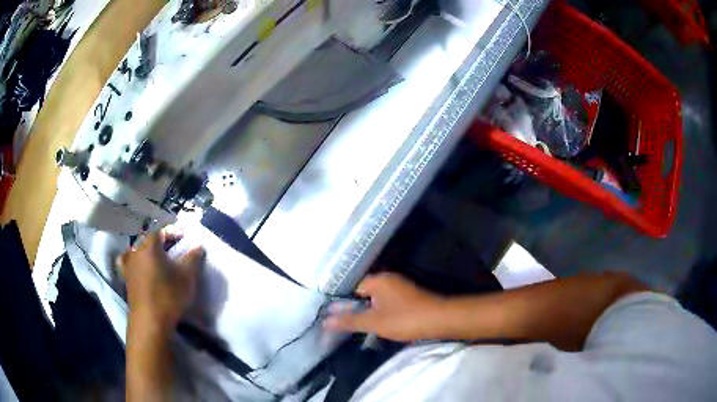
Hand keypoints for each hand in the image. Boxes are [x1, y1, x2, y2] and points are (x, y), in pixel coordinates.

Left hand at [118, 228, 204, 330]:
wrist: (150, 320)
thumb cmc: (168, 295)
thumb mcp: (187, 277)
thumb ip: (193, 259)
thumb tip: (198, 245)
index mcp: (150, 245)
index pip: (161, 231)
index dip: (173, 232)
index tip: (184, 237)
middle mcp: (136, 250)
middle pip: (149, 239)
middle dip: (161, 241)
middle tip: (173, 248)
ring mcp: (129, 264)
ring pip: (138, 250)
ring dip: (148, 251)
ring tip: (158, 258)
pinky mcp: (126, 278)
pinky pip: (128, 261)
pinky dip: (133, 260)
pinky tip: (138, 265)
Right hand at [324, 272, 446, 340]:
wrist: (440, 320)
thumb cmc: (404, 319)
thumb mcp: (374, 322)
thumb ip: (349, 321)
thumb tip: (325, 320)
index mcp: (378, 280)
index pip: (353, 288)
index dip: (345, 303)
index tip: (339, 318)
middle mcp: (389, 279)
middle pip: (365, 293)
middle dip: (357, 308)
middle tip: (350, 325)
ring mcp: (401, 287)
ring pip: (377, 299)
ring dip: (371, 311)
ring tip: (364, 327)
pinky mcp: (409, 296)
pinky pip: (389, 302)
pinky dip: (383, 312)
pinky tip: (382, 324)